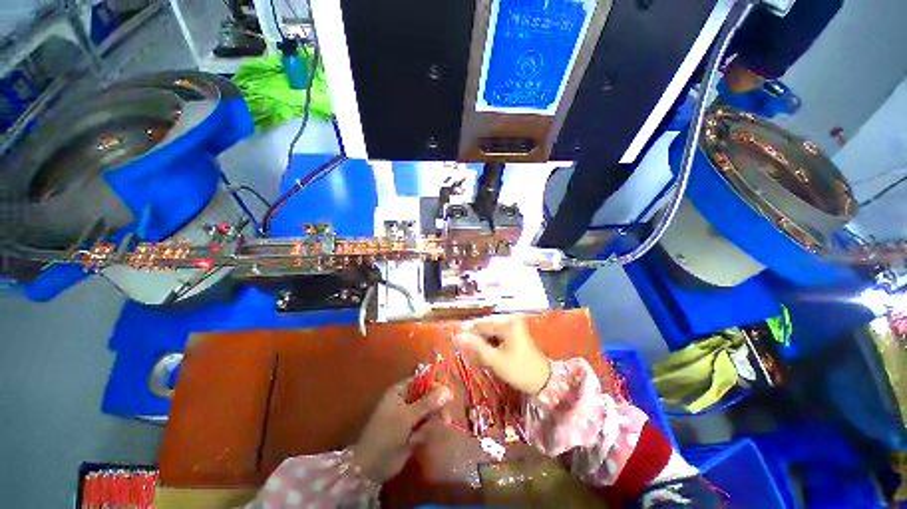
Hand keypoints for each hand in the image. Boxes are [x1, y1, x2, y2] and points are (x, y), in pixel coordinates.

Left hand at [351, 379, 451, 483]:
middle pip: (428, 397)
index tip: (449, 395)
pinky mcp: (412, 432)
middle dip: (436, 407)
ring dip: (430, 423)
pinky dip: (424, 433)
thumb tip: (448, 390)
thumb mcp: (407, 416)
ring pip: (429, 413)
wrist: (371, 467)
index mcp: (400, 391)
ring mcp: (409, 417)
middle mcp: (406, 401)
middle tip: (445, 418)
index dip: (435, 386)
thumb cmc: (386, 434)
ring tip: (422, 435)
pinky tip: (417, 442)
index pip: (422, 381)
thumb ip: (428, 403)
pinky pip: (425, 427)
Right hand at [454, 315, 550, 394]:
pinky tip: (487, 354)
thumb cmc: (519, 370)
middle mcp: (510, 320)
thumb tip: (456, 337)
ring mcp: (513, 326)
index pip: (480, 323)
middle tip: (467, 352)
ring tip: (477, 355)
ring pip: (490, 331)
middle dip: (475, 338)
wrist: (544, 382)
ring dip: (482, 342)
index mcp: (506, 323)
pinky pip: (497, 335)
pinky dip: (490, 344)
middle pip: (485, 326)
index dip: (467, 332)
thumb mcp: (495, 359)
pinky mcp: (515, 333)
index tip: (455, 342)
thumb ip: (475, 346)